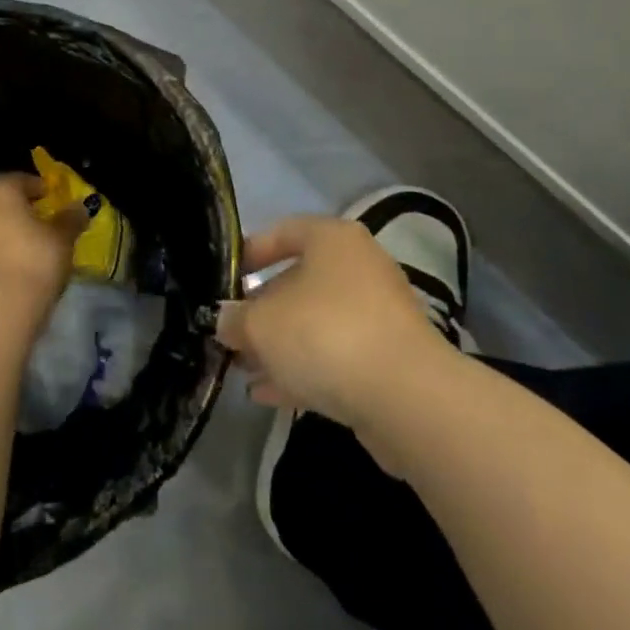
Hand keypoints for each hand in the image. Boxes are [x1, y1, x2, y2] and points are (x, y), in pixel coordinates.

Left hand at [0, 173, 81, 321]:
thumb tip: (80, 207)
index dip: (40, 189)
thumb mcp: (63, 237)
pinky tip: (4, 257)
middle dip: (6, 198)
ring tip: (17, 237)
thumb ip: (71, 218)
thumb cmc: (35, 260)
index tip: (53, 201)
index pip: (21, 179)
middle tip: (27, 212)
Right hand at [217, 215, 441, 432]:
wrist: (405, 397)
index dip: (248, 253)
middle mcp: (359, 267)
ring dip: (279, 345)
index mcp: (332, 239)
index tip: (224, 280)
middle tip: (231, 334)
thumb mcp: (260, 324)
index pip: (283, 232)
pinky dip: (303, 369)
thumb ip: (235, 319)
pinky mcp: (388, 358)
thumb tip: (225, 320)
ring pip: (316, 322)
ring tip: (243, 369)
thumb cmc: (325, 334)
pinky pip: (335, 355)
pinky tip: (268, 393)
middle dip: (261, 310)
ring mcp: (378, 314)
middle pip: (298, 281)